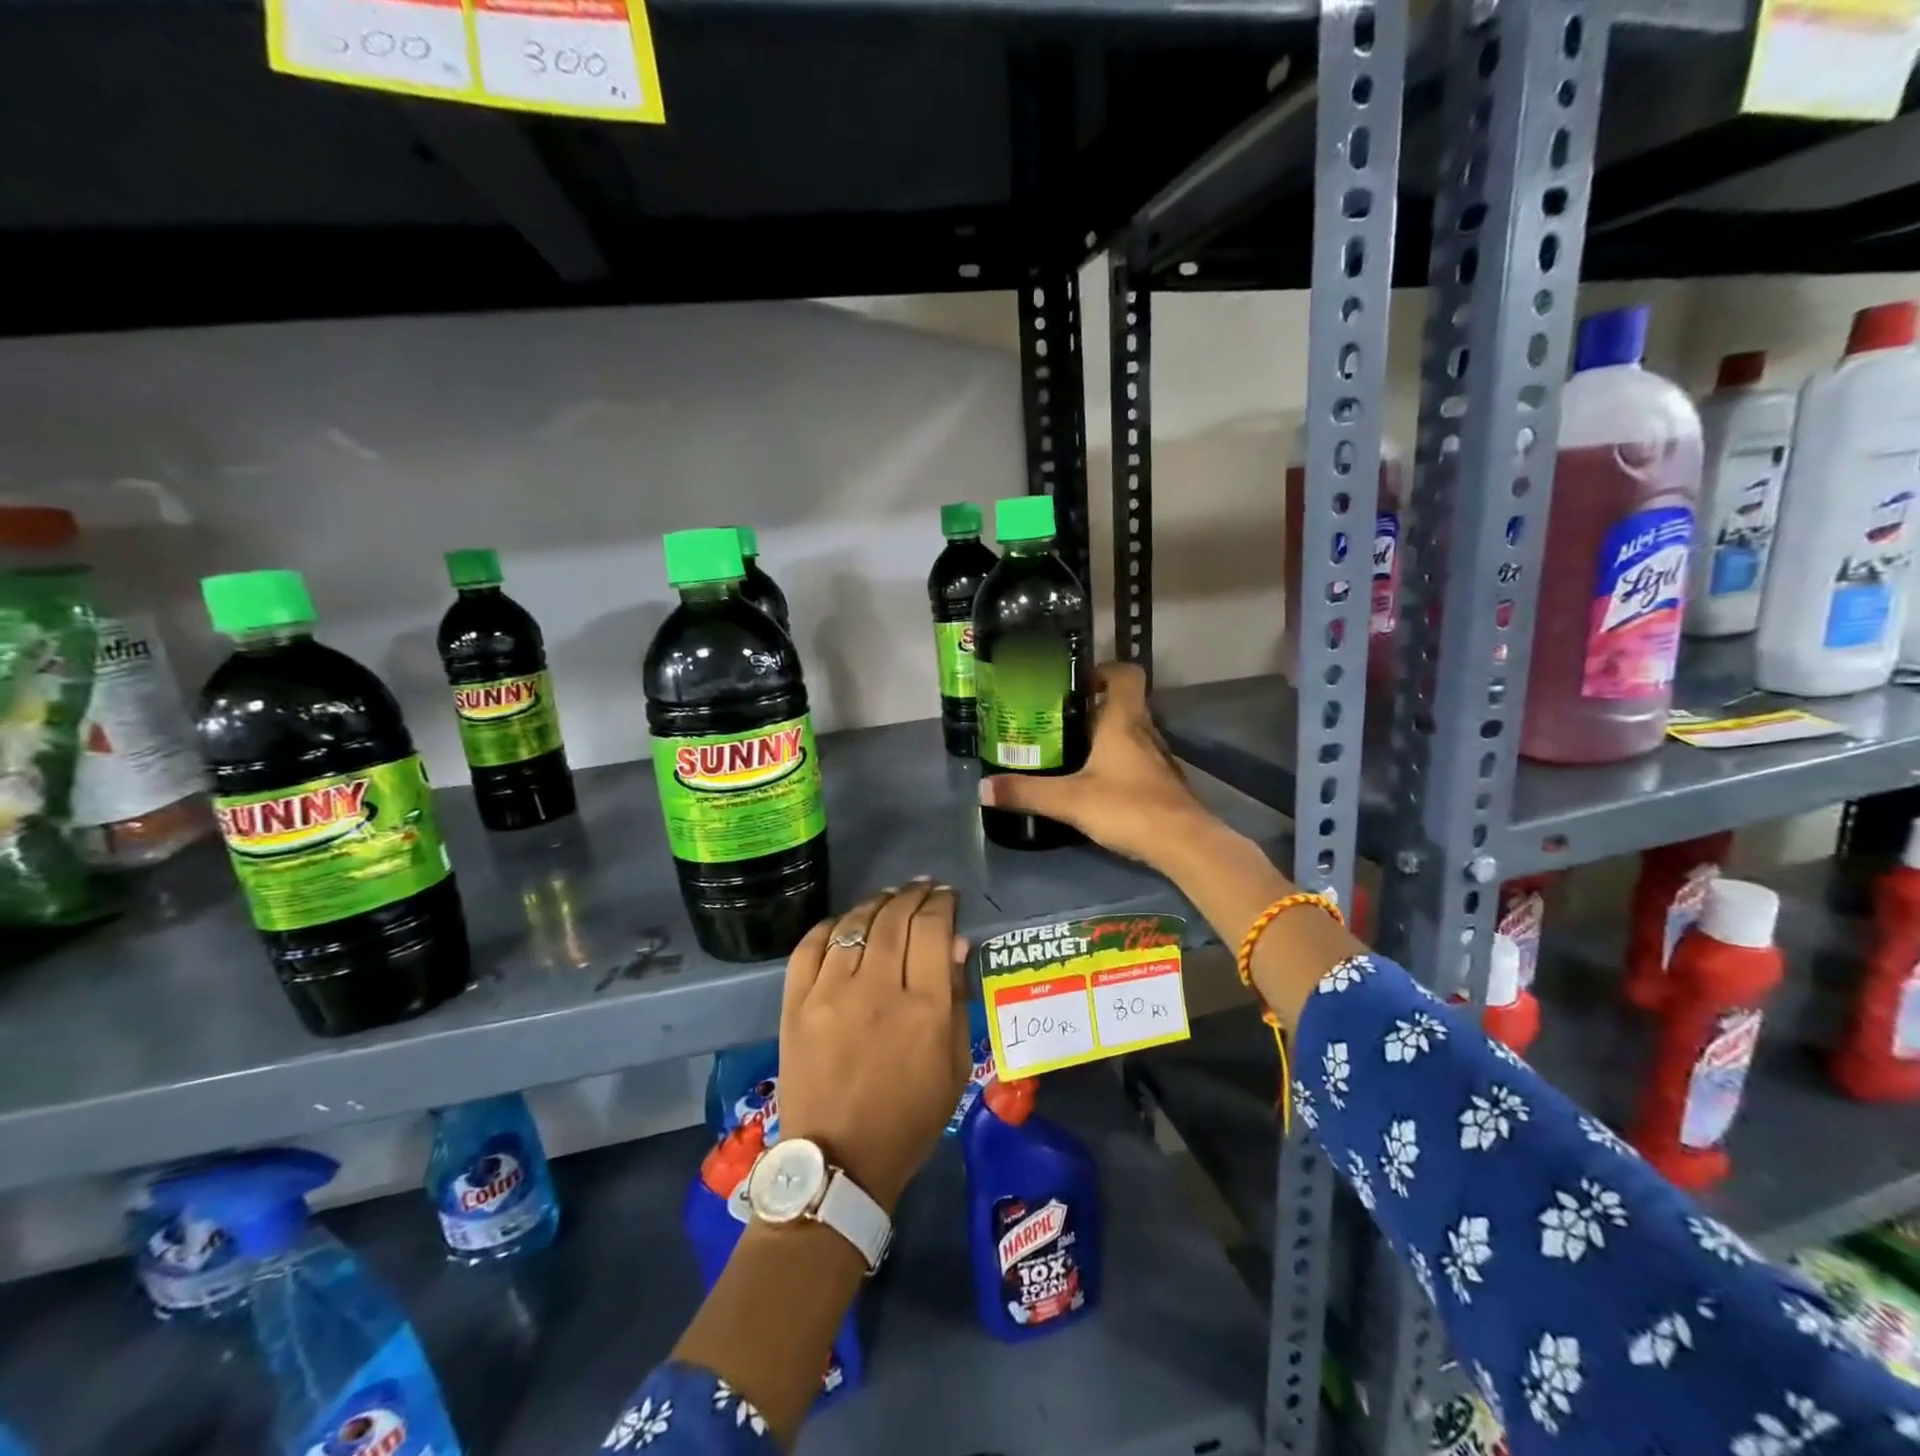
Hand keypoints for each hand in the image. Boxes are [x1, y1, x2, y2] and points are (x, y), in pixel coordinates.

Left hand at [777, 881, 969, 1212]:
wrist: (839, 1163)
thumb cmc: (909, 1119)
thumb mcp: (954, 1066)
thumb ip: (955, 999)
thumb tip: (954, 943)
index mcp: (922, 1009)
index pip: (932, 929)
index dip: (942, 903)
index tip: (947, 895)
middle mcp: (875, 990)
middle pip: (894, 919)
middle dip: (913, 895)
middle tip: (922, 888)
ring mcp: (829, 994)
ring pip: (854, 924)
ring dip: (876, 903)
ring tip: (889, 898)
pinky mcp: (794, 1004)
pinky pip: (811, 946)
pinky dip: (830, 925)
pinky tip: (845, 922)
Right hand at [978, 662, 1218, 870]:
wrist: (1183, 843)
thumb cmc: (1128, 806)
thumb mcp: (1069, 800)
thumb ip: (1026, 792)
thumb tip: (982, 788)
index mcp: (1124, 721)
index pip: (1125, 674)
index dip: (1104, 670)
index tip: (1076, 683)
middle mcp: (1145, 731)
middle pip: (1124, 703)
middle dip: (1094, 707)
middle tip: (1059, 720)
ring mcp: (1159, 758)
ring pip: (1132, 732)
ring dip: (1107, 735)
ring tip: (1072, 750)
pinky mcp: (1164, 782)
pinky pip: (1138, 759)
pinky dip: (1119, 762)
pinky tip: (1098, 782)